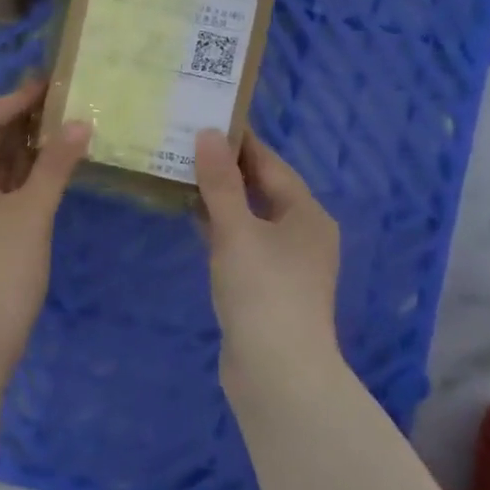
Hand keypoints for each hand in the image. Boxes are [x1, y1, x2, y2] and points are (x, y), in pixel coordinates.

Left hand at [0, 80, 90, 452]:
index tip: (47, 92)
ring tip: (63, 139)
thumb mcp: (32, 212)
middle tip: (62, 112)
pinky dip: (19, 181)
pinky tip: (49, 181)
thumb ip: (55, 165)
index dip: (9, 100)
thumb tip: (79, 123)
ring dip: (22, 152)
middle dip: (19, 123)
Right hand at [195, 128, 341, 384]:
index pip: (271, 164)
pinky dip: (221, 228)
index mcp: (306, 214)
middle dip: (227, 169)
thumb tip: (208, 134)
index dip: (240, 141)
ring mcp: (287, 263)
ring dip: (222, 198)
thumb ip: (220, 183)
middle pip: (263, 189)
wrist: (277, 372)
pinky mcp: (268, 287)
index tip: (207, 118)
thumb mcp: (236, 230)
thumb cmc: (262, 291)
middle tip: (186, 142)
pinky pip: (243, 243)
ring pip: (251, 217)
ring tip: (183, 173)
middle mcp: (303, 234)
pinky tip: (194, 220)